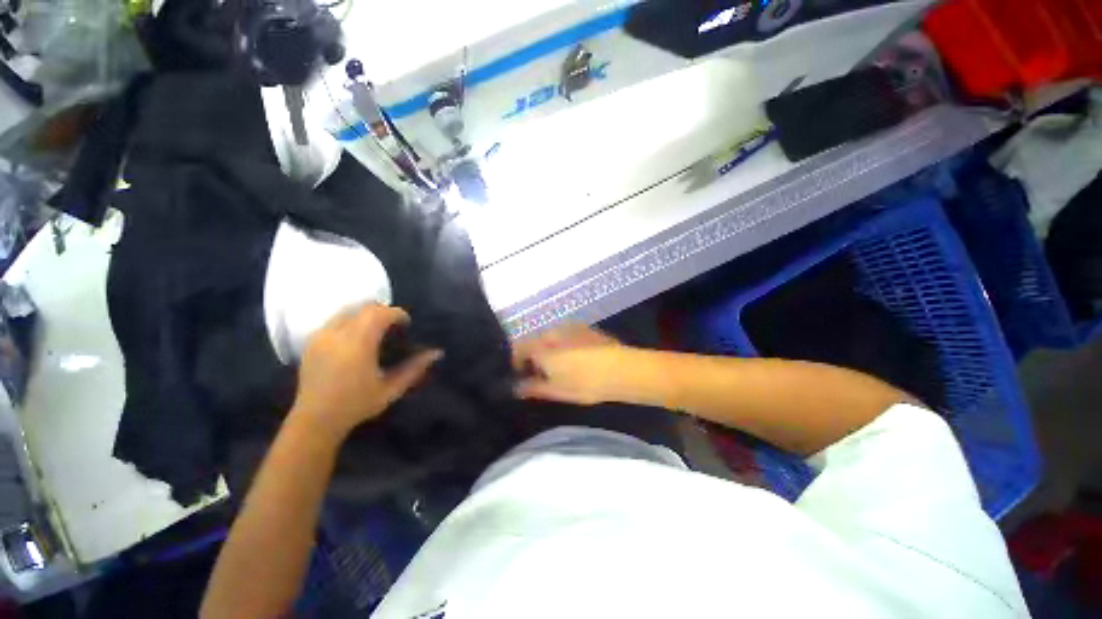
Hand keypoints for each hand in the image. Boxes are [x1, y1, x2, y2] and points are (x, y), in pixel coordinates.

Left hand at [290, 304, 441, 442]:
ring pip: (348, 311)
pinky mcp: (311, 342)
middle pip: (364, 308)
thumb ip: (415, 368)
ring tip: (375, 331)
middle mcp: (337, 334)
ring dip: (365, 315)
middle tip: (394, 328)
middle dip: (383, 312)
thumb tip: (436, 353)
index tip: (406, 325)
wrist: (315, 420)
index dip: (397, 314)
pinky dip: (351, 321)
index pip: (379, 313)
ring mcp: (321, 336)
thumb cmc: (357, 404)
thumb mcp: (391, 389)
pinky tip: (356, 340)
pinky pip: (335, 320)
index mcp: (357, 343)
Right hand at [512, 324, 625, 404]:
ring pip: (552, 336)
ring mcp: (571, 327)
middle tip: (541, 372)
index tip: (521, 373)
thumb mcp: (557, 391)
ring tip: (559, 365)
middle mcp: (553, 332)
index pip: (519, 347)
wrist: (621, 370)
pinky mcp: (586, 327)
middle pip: (535, 340)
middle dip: (534, 354)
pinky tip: (576, 356)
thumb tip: (517, 388)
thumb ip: (534, 387)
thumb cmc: (585, 383)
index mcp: (542, 346)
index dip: (517, 360)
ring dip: (549, 348)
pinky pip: (567, 334)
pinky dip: (564, 343)